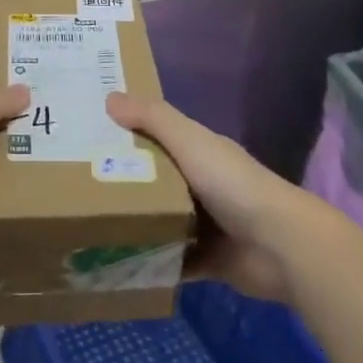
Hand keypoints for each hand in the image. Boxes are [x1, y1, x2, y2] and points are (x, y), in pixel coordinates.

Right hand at [106, 93, 302, 302]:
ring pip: (162, 221)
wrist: (281, 246)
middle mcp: (203, 185)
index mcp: (201, 152)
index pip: (159, 137)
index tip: (90, 136)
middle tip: (81, 185)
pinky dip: (153, 263)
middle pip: (157, 181)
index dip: (128, 134)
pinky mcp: (209, 261)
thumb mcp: (190, 141)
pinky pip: (173, 261)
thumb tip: (109, 97)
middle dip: (125, 182)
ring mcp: (207, 225)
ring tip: (91, 226)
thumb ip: (153, 118)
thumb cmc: (232, 184)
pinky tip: (120, 264)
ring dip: (136, 225)